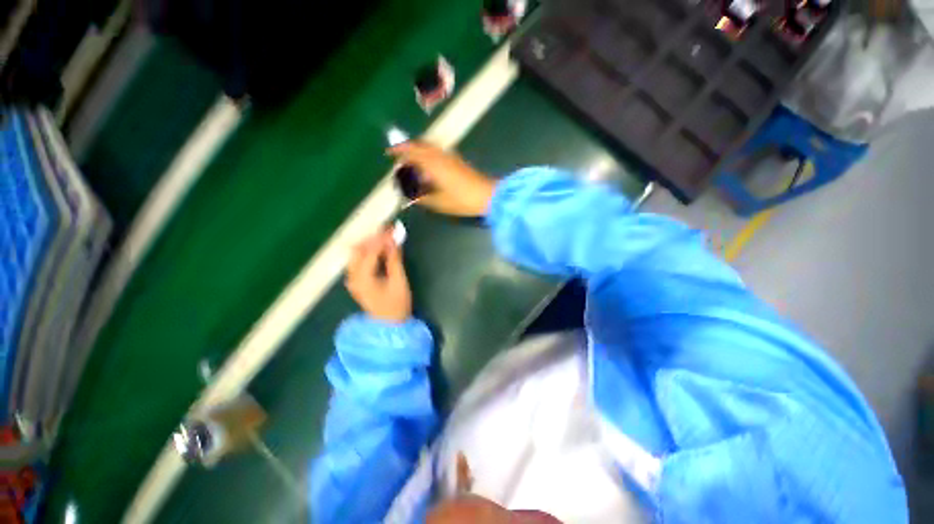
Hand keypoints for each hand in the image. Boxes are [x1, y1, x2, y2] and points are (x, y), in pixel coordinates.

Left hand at [345, 230, 411, 322]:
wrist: (389, 325)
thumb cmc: (397, 305)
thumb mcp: (399, 282)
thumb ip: (394, 260)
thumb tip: (394, 241)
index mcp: (363, 278)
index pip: (370, 252)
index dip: (382, 239)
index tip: (393, 229)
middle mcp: (353, 277)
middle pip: (358, 250)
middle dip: (373, 238)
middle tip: (389, 232)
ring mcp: (353, 279)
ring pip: (356, 254)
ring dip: (370, 244)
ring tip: (385, 238)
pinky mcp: (357, 281)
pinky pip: (359, 261)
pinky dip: (368, 252)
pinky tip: (380, 249)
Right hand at [388, 141, 495, 216]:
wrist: (487, 195)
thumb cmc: (462, 200)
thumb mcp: (439, 203)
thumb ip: (422, 198)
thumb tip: (410, 197)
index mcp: (433, 165)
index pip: (412, 153)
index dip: (399, 152)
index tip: (389, 153)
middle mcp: (440, 156)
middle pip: (420, 145)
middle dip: (407, 147)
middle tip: (398, 154)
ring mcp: (450, 157)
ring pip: (430, 147)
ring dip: (418, 149)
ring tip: (411, 159)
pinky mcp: (458, 161)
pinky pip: (438, 151)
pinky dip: (428, 153)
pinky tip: (429, 163)